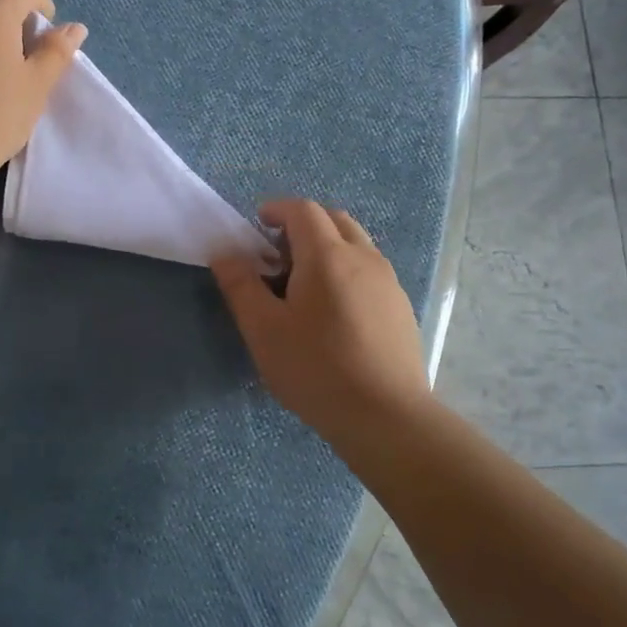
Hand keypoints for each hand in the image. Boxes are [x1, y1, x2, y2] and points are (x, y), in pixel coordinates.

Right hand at [212, 200, 431, 446]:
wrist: (386, 416)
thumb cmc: (316, 369)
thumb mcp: (264, 330)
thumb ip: (241, 286)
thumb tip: (225, 254)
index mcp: (328, 255)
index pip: (303, 210)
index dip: (277, 210)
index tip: (257, 226)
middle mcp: (364, 257)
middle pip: (333, 220)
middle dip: (303, 226)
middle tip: (278, 257)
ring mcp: (389, 282)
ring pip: (356, 244)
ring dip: (327, 247)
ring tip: (305, 285)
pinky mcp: (401, 307)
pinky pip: (370, 270)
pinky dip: (347, 270)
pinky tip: (335, 312)